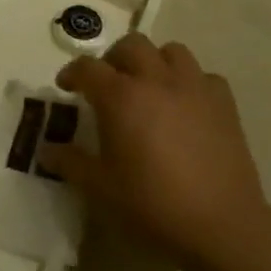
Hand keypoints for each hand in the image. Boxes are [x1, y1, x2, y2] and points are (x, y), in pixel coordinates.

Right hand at [40, 34, 270, 270]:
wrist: (220, 225)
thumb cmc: (152, 204)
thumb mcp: (100, 188)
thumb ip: (70, 162)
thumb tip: (46, 150)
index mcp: (121, 97)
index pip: (88, 68)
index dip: (72, 73)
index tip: (66, 87)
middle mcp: (156, 80)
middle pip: (131, 45)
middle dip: (113, 59)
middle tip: (108, 84)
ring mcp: (194, 88)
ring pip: (171, 51)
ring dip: (154, 62)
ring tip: (149, 87)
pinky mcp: (224, 104)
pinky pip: (204, 77)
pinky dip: (191, 83)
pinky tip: (187, 106)